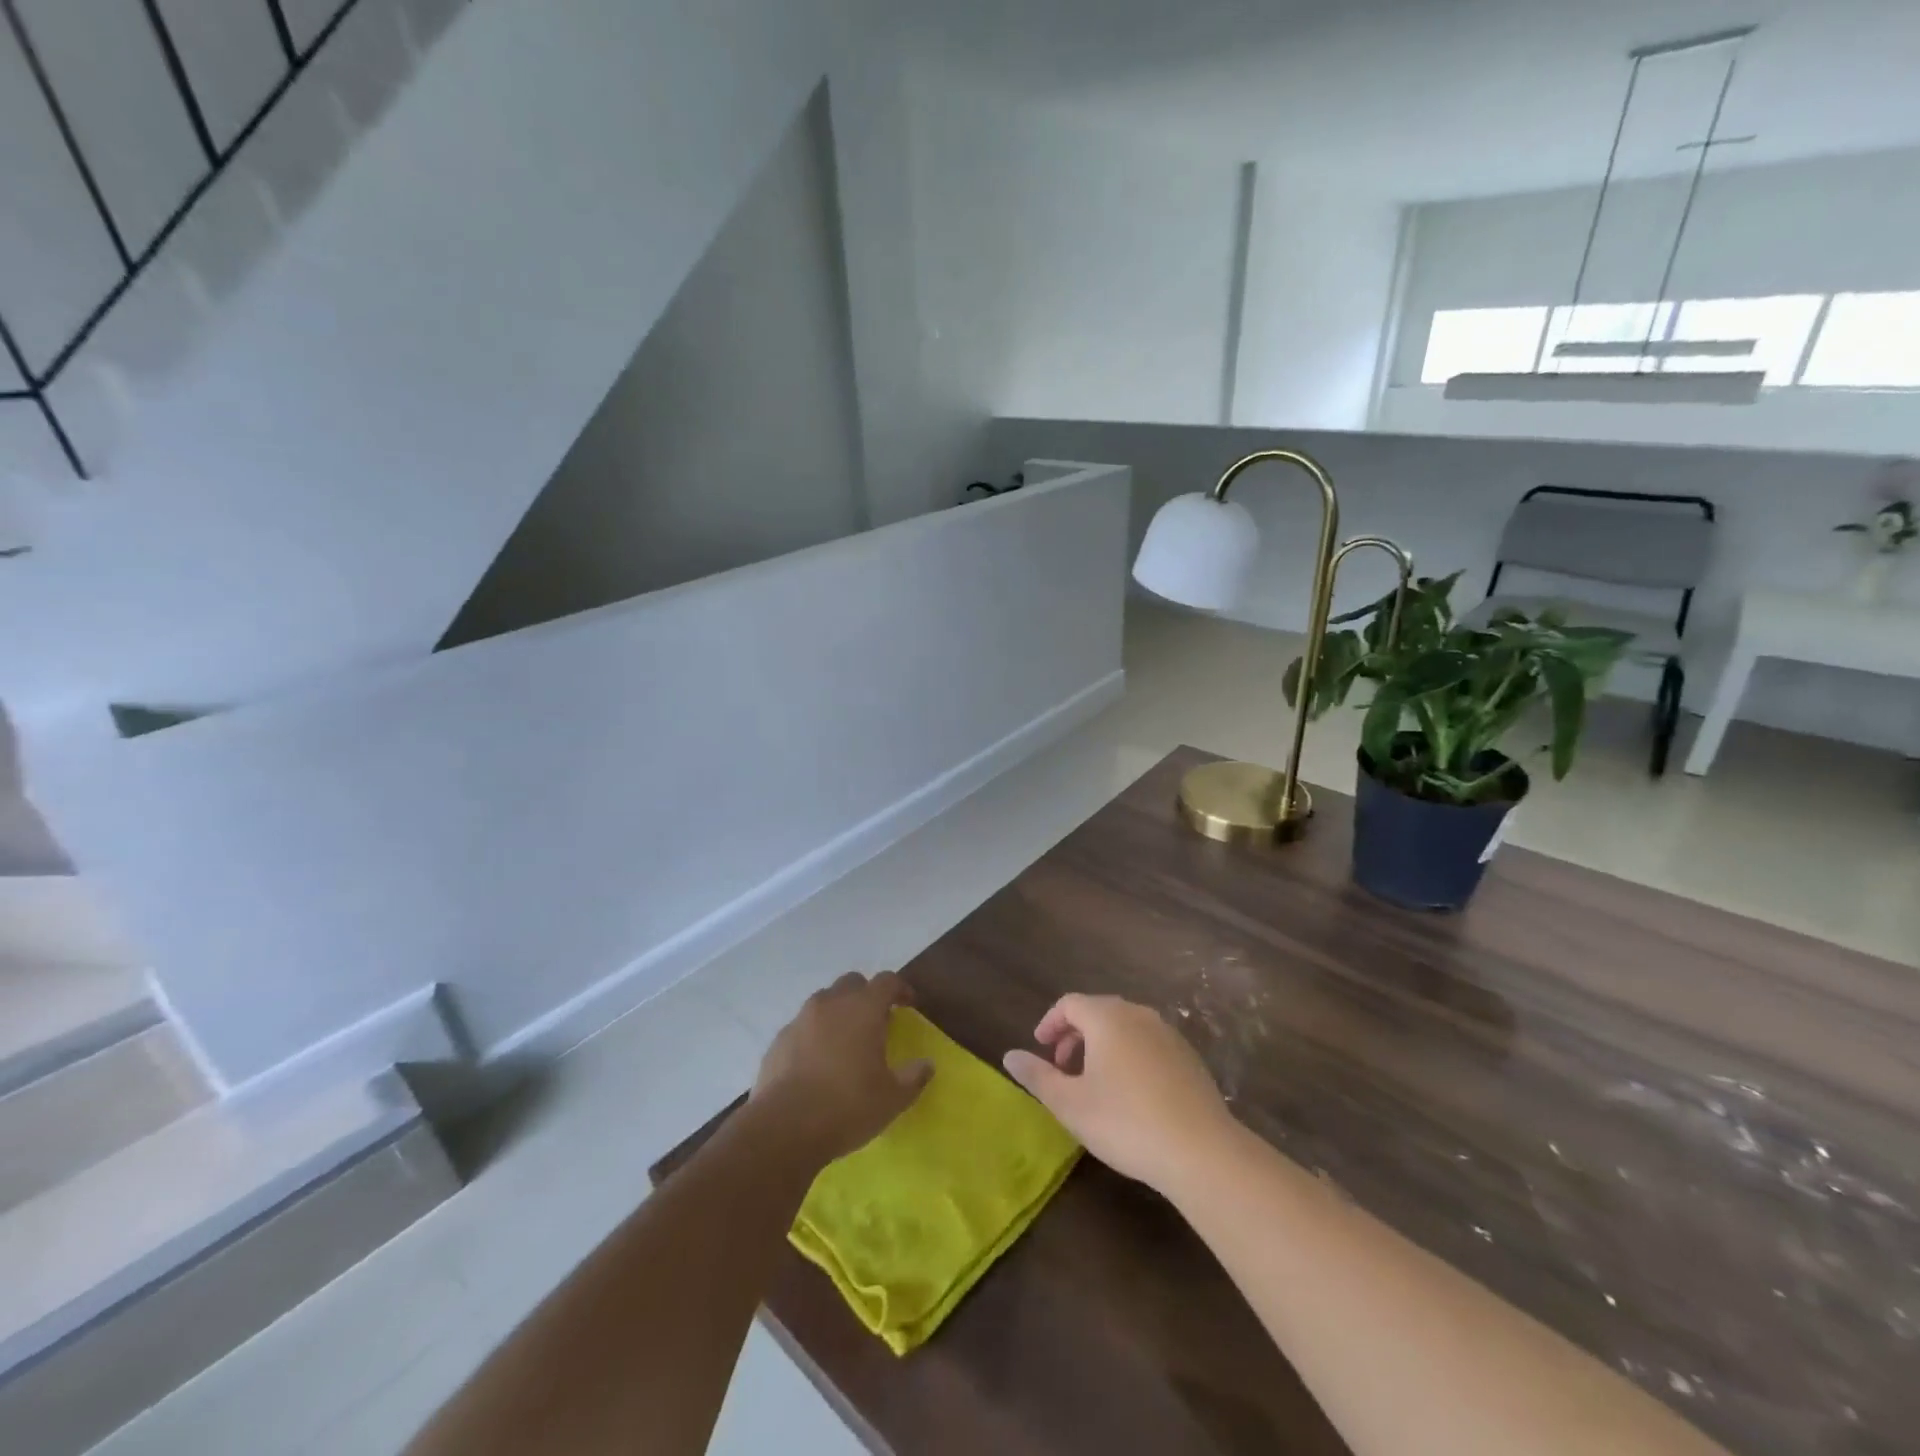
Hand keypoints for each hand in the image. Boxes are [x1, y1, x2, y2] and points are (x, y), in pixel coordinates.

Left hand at [752, 972, 932, 1165]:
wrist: (784, 1128)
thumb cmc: (847, 1106)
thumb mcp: (893, 1098)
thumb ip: (913, 1077)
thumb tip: (926, 1064)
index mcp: (863, 1009)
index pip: (887, 981)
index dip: (900, 989)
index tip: (909, 1004)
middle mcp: (831, 1004)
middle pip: (852, 983)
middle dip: (866, 995)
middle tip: (875, 1021)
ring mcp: (800, 1020)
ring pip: (824, 1001)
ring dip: (838, 1012)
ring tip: (845, 1041)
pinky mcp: (778, 1041)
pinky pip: (802, 1026)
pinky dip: (813, 1035)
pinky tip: (816, 1063)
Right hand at [1003, 994, 1234, 1192]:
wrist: (1202, 1151)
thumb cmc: (1125, 1122)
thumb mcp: (1070, 1104)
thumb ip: (1037, 1076)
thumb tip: (1010, 1055)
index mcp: (1107, 1017)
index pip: (1070, 1004)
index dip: (1050, 1023)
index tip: (1040, 1049)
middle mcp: (1138, 1014)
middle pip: (1098, 1011)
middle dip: (1074, 1035)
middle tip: (1062, 1068)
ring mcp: (1168, 1033)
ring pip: (1125, 1027)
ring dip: (1102, 1045)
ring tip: (1093, 1082)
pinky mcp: (1188, 1056)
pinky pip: (1148, 1043)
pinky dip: (1129, 1055)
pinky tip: (1130, 1093)